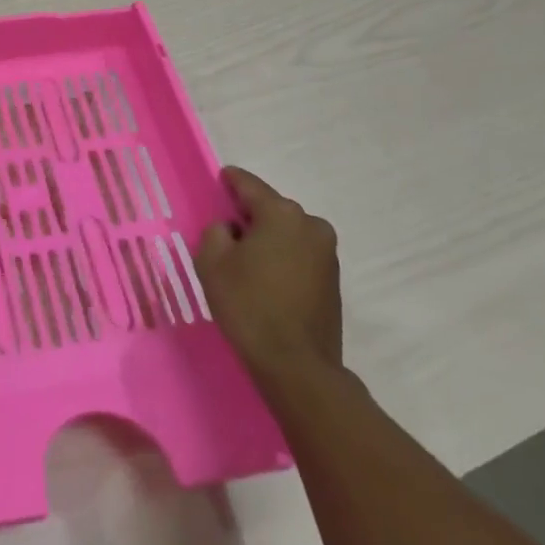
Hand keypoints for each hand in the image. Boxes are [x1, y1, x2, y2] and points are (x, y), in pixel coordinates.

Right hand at [196, 166, 341, 391]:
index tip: (220, 179)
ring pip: (287, 232)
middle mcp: (310, 225)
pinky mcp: (333, 279)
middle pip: (271, 208)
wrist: (296, 366)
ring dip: (267, 238)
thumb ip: (216, 231)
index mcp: (281, 213)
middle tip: (225, 231)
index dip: (230, 181)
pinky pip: (299, 254)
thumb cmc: (249, 305)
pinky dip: (282, 257)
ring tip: (244, 260)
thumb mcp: (212, 262)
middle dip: (249, 215)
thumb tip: (231, 230)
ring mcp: (327, 253)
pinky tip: (265, 279)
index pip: (249, 185)